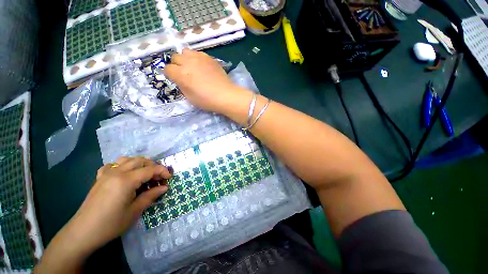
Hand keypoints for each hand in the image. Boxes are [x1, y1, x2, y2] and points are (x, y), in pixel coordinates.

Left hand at [71, 157, 170, 250]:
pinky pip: (112, 165)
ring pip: (127, 160)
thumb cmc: (111, 223)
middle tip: (158, 177)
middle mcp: (117, 172)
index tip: (169, 178)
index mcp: (126, 180)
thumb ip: (151, 195)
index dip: (162, 171)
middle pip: (140, 161)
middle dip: (153, 166)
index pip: (150, 169)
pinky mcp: (100, 178)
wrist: (83, 232)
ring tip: (144, 174)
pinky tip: (124, 175)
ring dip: (139, 164)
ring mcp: (106, 174)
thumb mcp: (135, 211)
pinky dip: (122, 166)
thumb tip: (164, 187)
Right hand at [164, 49, 248, 112]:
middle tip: (184, 73)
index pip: (167, 69)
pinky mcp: (209, 57)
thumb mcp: (190, 98)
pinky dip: (196, 58)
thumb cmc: (207, 100)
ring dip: (185, 59)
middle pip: (175, 57)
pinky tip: (202, 66)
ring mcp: (199, 58)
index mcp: (181, 74)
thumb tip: (180, 79)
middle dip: (176, 65)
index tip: (175, 79)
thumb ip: (181, 86)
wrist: (225, 95)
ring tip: (192, 67)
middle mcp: (188, 62)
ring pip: (185, 51)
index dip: (170, 74)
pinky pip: (198, 53)